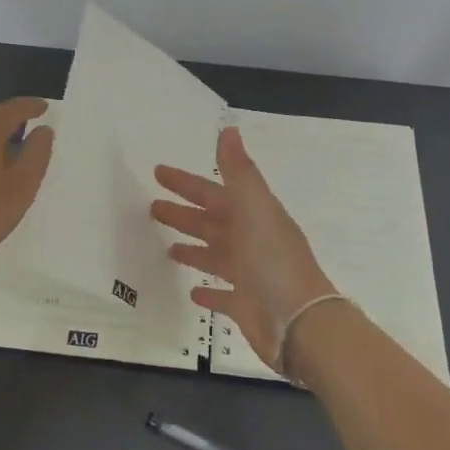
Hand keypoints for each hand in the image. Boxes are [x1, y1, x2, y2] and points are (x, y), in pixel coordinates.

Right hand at [151, 127, 335, 372]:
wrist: (298, 320)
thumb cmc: (273, 259)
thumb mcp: (255, 206)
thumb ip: (238, 171)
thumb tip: (229, 129)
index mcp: (251, 215)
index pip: (212, 192)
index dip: (186, 183)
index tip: (158, 172)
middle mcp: (250, 241)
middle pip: (210, 222)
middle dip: (183, 213)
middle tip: (151, 207)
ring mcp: (248, 275)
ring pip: (214, 256)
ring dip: (193, 248)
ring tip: (166, 247)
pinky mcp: (245, 306)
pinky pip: (222, 295)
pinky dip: (207, 291)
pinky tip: (191, 292)